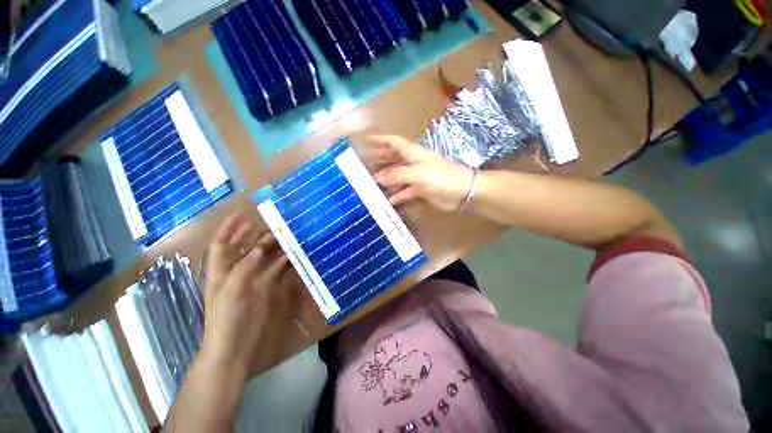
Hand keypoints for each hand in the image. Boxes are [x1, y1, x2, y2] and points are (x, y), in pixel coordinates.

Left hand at [199, 214, 298, 378]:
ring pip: (262, 257)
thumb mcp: (232, 288)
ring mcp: (252, 279)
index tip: (241, 215)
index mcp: (221, 271)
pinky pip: (275, 269)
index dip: (228, 229)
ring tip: (284, 235)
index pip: (222, 244)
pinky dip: (282, 261)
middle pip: (244, 248)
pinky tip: (292, 254)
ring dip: (272, 247)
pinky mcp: (266, 287)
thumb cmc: (226, 316)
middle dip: (253, 235)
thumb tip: (260, 248)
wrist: (235, 344)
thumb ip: (246, 266)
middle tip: (269, 224)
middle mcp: (236, 271)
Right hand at [369, 134, 473, 211]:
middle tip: (364, 164)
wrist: (461, 191)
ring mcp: (416, 176)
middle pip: (393, 158)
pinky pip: (404, 191)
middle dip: (379, 159)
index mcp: (412, 153)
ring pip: (397, 176)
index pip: (393, 142)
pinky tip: (387, 200)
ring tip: (371, 183)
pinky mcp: (420, 189)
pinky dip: (396, 195)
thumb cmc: (440, 177)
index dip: (380, 139)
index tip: (365, 140)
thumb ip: (396, 175)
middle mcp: (413, 162)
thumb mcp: (417, 173)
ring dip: (385, 179)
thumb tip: (378, 178)